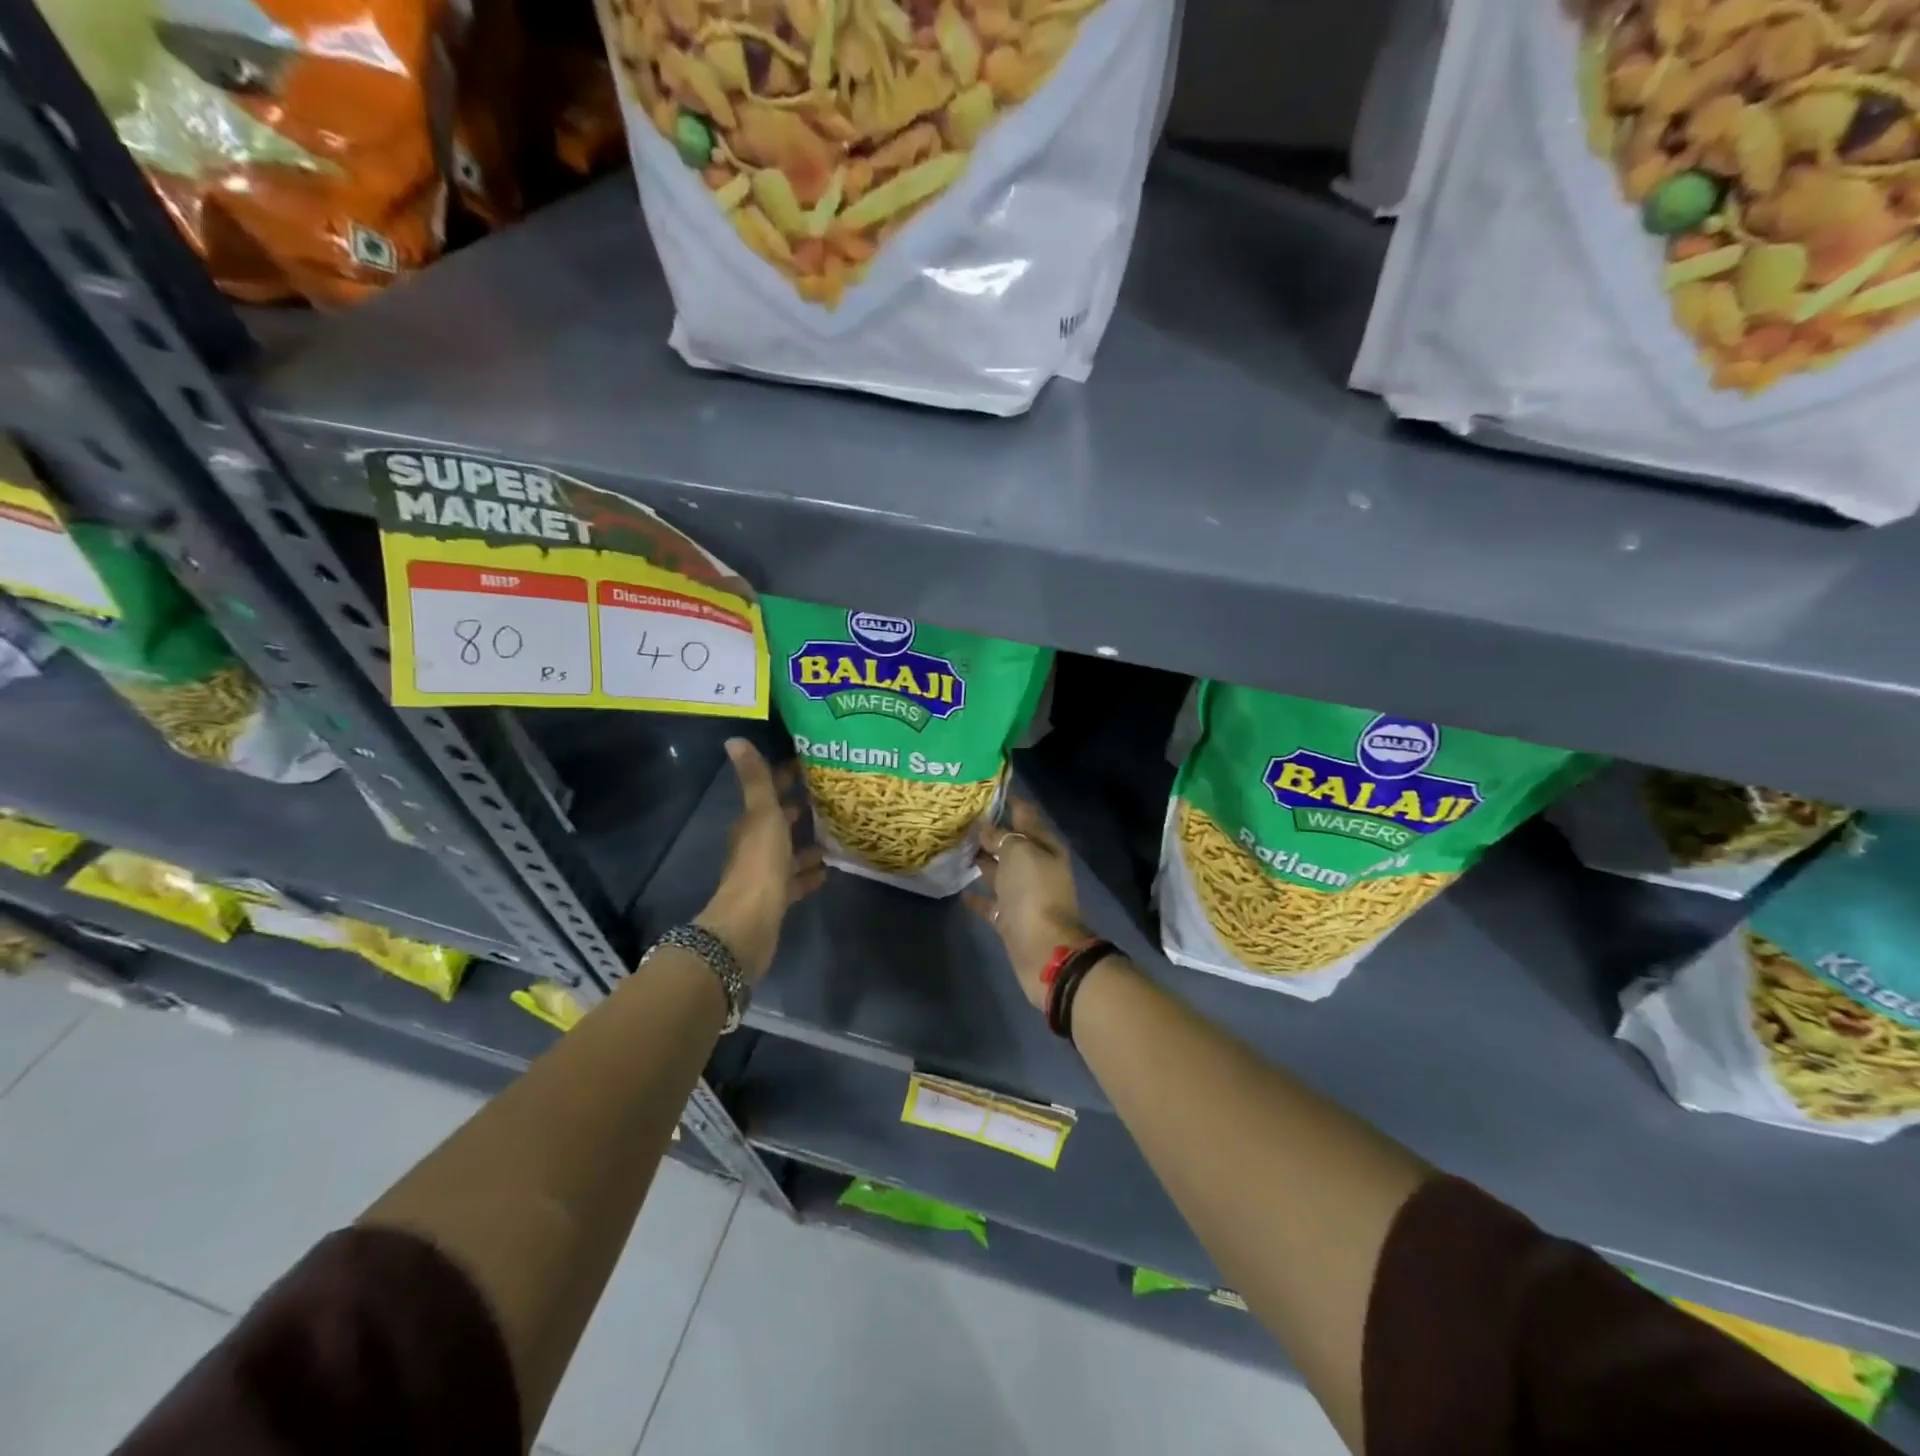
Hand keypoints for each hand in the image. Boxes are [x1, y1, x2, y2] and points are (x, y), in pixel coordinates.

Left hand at [697, 739, 824, 983]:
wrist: (750, 923)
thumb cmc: (760, 863)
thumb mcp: (763, 815)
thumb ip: (755, 779)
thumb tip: (734, 739)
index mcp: (751, 823)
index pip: (769, 791)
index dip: (786, 776)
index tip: (813, 764)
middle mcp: (755, 845)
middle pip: (779, 821)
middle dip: (801, 807)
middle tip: (833, 794)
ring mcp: (766, 873)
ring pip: (789, 851)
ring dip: (808, 842)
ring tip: (838, 831)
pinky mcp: (777, 898)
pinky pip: (796, 880)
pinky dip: (809, 873)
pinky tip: (829, 869)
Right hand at [965, 796, 1091, 1009]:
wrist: (1044, 949)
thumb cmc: (1034, 892)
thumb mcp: (1019, 853)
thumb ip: (1001, 837)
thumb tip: (985, 828)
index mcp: (1044, 846)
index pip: (1025, 814)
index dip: (1007, 800)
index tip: (981, 789)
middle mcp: (1036, 866)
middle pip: (1011, 843)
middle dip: (989, 831)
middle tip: (957, 818)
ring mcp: (1023, 894)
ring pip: (999, 870)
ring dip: (981, 860)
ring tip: (952, 847)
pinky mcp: (1010, 918)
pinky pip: (991, 902)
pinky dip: (977, 895)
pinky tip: (958, 889)